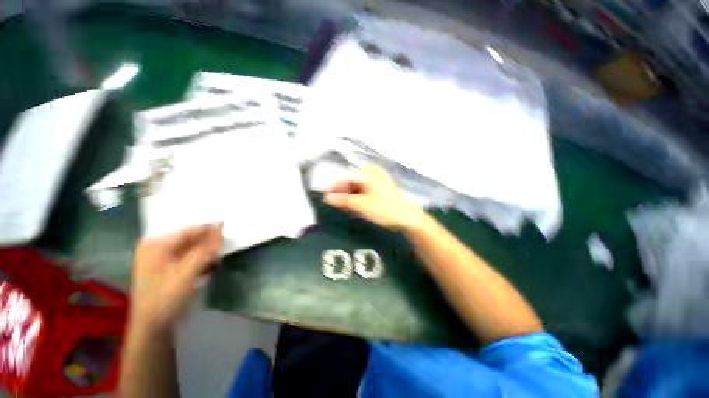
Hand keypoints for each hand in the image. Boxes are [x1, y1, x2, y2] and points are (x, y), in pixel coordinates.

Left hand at [130, 224, 222, 333]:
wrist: (154, 328)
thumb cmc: (166, 298)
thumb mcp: (187, 273)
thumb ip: (205, 251)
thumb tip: (222, 232)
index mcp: (156, 245)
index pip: (189, 231)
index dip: (210, 230)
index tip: (229, 227)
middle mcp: (158, 249)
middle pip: (191, 240)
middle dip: (209, 242)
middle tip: (228, 242)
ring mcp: (163, 261)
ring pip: (192, 250)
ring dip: (208, 252)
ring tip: (222, 255)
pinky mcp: (170, 272)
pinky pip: (191, 260)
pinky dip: (203, 262)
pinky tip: (213, 265)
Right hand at [324, 164, 423, 230]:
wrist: (407, 217)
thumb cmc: (385, 208)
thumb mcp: (362, 205)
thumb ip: (344, 200)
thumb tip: (327, 197)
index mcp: (369, 173)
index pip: (347, 178)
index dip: (336, 187)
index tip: (326, 195)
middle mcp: (373, 174)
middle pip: (352, 182)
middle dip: (342, 193)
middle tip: (332, 202)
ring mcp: (377, 182)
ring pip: (358, 188)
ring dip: (349, 197)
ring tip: (341, 205)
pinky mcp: (380, 190)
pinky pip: (364, 192)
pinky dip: (357, 198)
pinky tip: (352, 205)